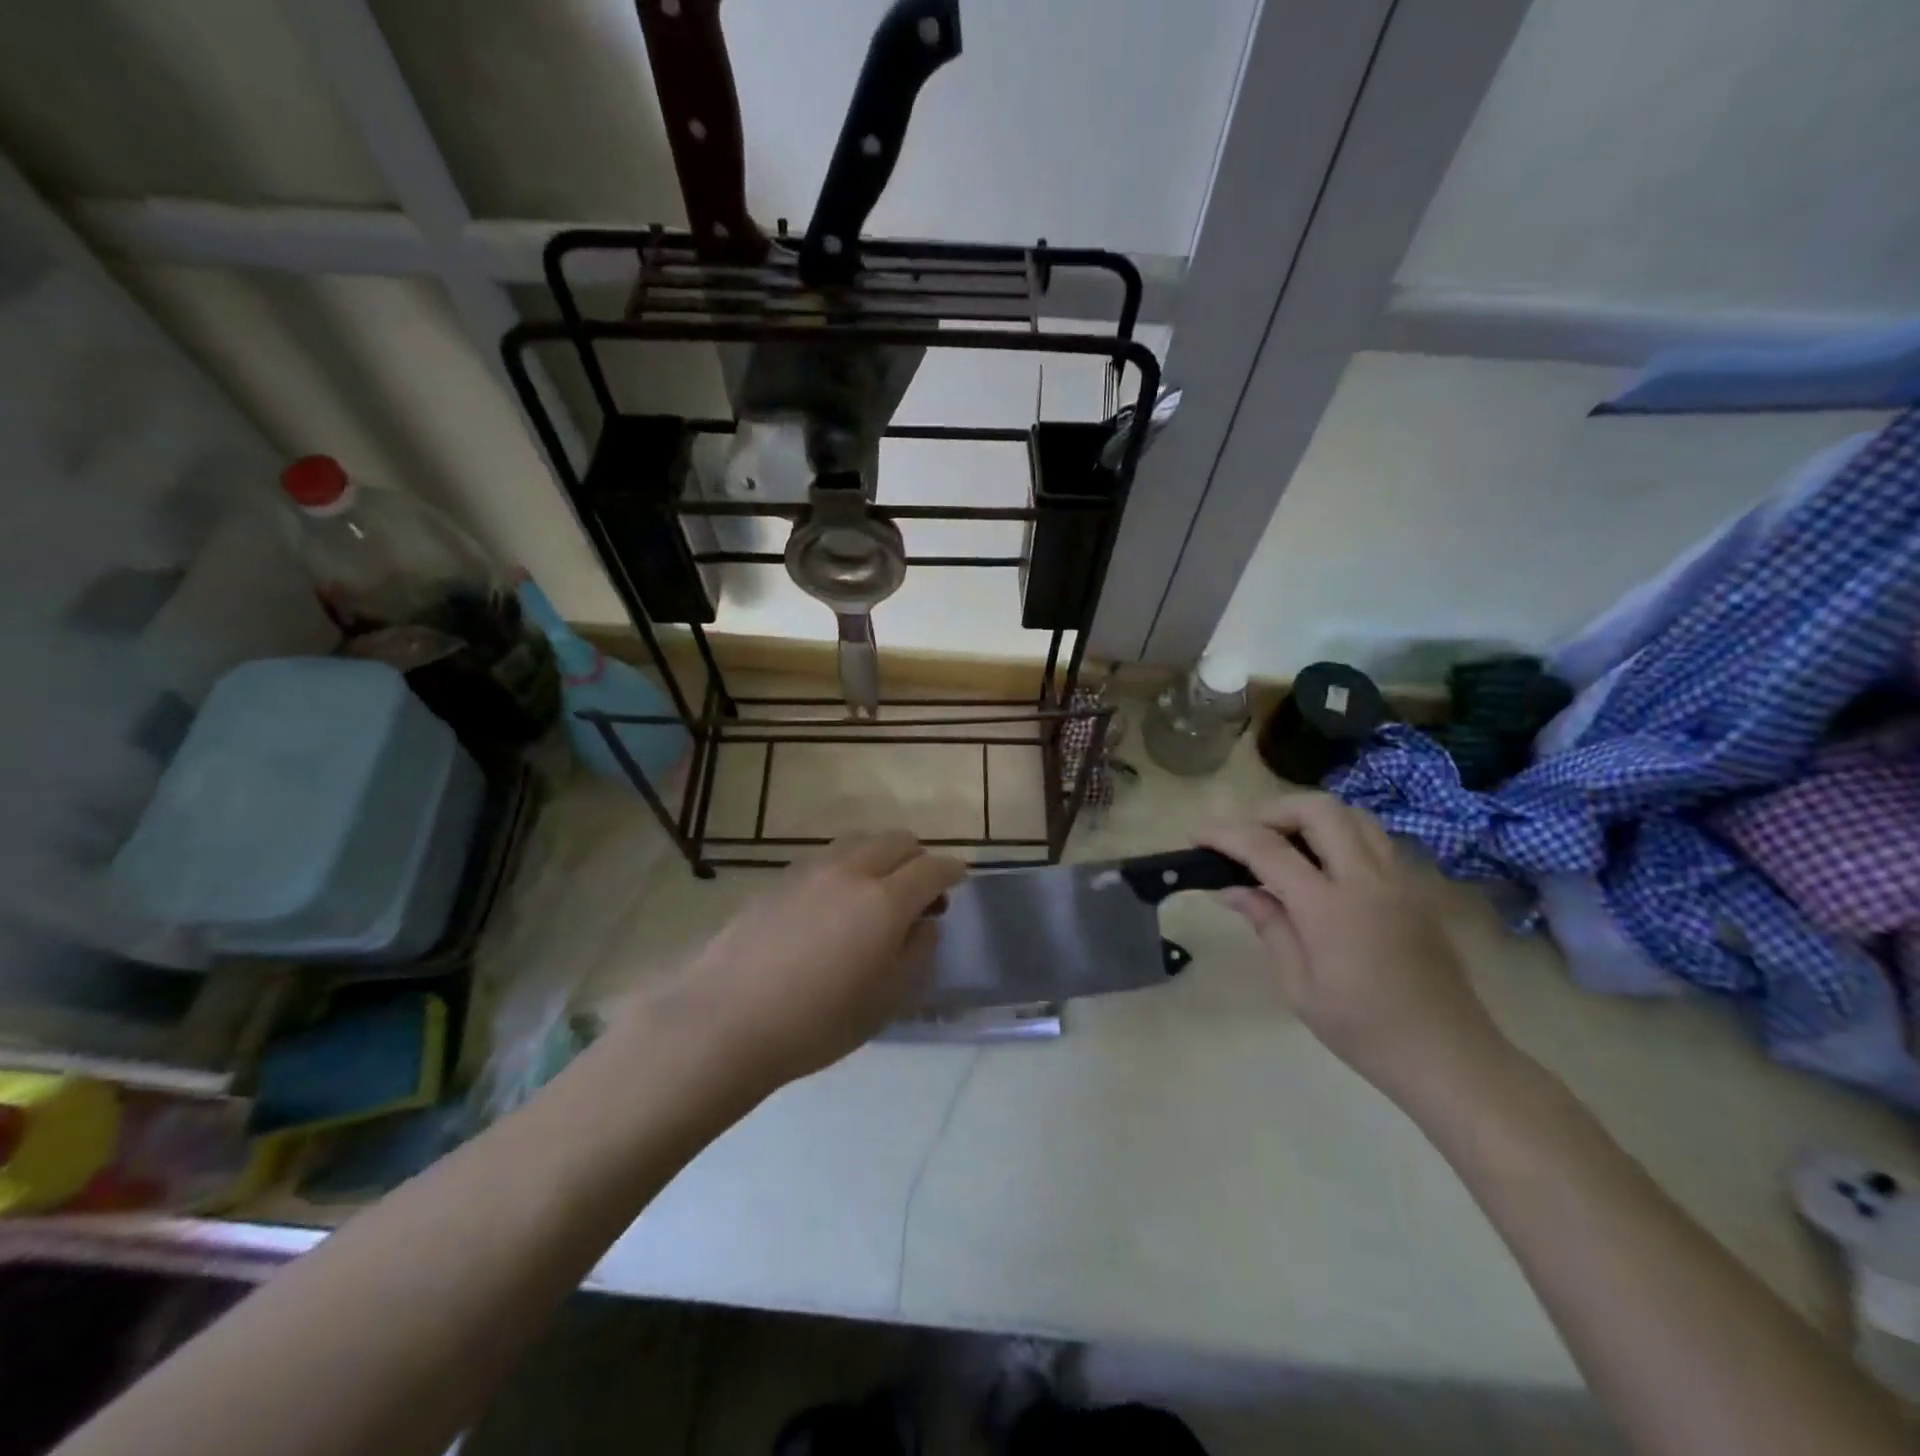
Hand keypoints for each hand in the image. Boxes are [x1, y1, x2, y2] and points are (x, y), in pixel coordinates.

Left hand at [647, 833, 966, 1089]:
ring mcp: (810, 870)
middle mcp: (851, 871)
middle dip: (918, 857)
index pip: (932, 867)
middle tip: (921, 890)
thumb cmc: (816, 1023)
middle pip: (897, 841)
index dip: (952, 870)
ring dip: (881, 856)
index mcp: (885, 901)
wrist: (724, 1020)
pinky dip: (848, 866)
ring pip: (860, 842)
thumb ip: (916, 953)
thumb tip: (925, 923)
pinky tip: (836, 902)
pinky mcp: (779, 879)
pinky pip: (828, 857)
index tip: (960, 878)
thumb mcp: (885, 1001)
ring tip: (878, 892)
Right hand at [1199, 794, 1510, 1107]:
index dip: (1226, 835)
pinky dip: (1340, 834)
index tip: (1198, 836)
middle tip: (1247, 837)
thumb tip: (1232, 889)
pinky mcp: (1415, 889)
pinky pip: (1374, 838)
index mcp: (1330, 909)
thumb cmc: (1364, 1031)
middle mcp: (1367, 880)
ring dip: (1310, 817)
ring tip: (1284, 845)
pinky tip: (1323, 866)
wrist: (1449, 1057)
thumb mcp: (1299, 987)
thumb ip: (1268, 925)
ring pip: (1352, 814)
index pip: (1268, 849)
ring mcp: (1398, 880)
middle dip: (1273, 810)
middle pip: (1318, 809)